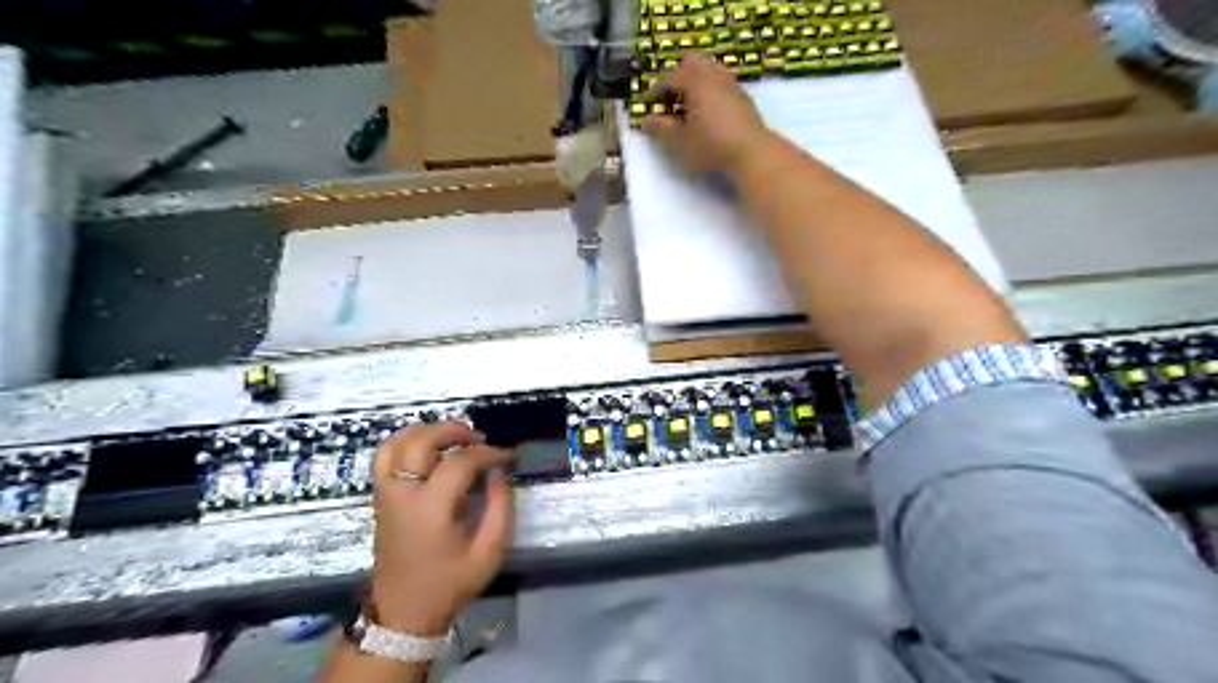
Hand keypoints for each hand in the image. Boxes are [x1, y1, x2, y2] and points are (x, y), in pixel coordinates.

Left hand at [362, 421, 510, 633]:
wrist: (403, 613)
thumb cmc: (449, 584)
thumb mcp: (489, 552)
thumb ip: (501, 508)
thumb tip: (499, 473)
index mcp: (431, 509)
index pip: (460, 461)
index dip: (488, 453)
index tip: (507, 457)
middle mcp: (403, 494)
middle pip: (422, 440)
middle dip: (455, 431)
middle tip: (480, 439)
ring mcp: (386, 493)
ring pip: (398, 442)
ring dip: (428, 431)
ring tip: (454, 438)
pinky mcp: (380, 497)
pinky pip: (385, 456)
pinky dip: (406, 441)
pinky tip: (428, 448)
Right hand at [640, 50, 762, 171]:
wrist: (752, 153)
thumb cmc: (711, 146)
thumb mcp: (679, 141)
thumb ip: (660, 129)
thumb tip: (646, 120)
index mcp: (695, 81)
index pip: (669, 77)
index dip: (654, 90)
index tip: (646, 105)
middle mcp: (713, 75)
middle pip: (691, 61)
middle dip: (677, 76)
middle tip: (668, 98)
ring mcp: (731, 84)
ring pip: (708, 71)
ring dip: (694, 84)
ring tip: (686, 108)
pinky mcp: (743, 97)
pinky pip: (720, 84)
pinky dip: (708, 92)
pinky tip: (706, 114)